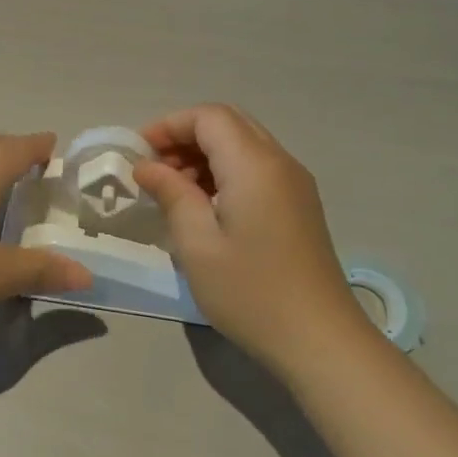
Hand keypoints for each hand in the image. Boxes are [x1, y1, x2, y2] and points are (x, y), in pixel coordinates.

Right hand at [134, 105, 370, 366]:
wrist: (319, 340)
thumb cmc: (250, 290)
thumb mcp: (196, 243)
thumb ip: (171, 193)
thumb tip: (147, 166)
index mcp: (254, 164)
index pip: (208, 116)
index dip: (168, 126)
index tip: (138, 155)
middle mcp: (280, 162)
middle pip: (228, 124)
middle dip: (185, 137)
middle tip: (154, 171)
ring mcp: (295, 184)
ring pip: (244, 145)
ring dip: (205, 155)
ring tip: (174, 192)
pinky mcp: (300, 206)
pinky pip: (257, 169)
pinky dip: (225, 173)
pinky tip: (205, 208)